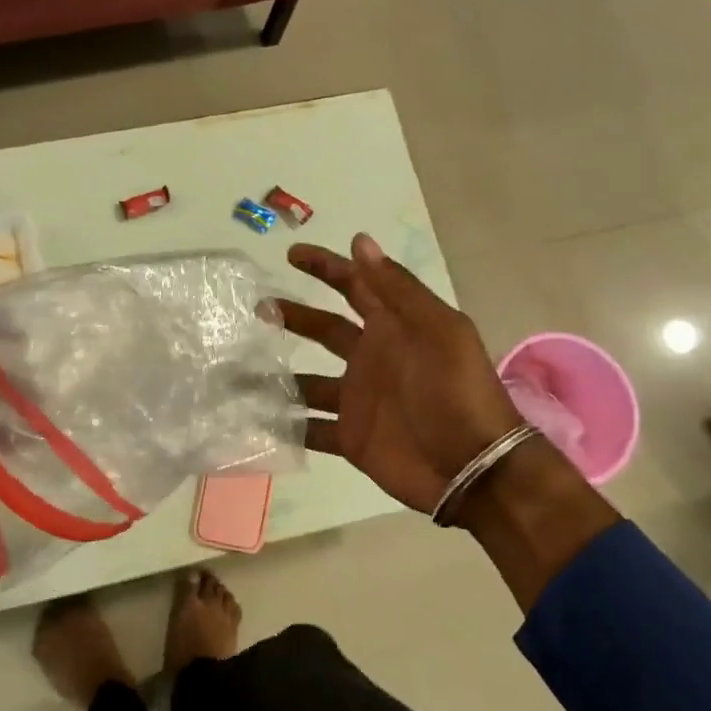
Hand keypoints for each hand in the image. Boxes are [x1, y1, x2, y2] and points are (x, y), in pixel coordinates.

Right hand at [279, 235, 522, 514]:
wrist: (472, 468)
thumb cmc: (455, 392)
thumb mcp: (436, 330)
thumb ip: (397, 289)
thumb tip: (360, 241)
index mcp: (393, 328)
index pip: (354, 287)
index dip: (326, 268)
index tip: (291, 255)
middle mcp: (371, 358)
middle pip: (324, 330)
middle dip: (293, 316)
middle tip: (257, 307)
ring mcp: (358, 400)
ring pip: (307, 381)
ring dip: (276, 375)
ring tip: (237, 368)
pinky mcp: (351, 437)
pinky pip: (310, 428)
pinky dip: (285, 425)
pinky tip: (254, 418)